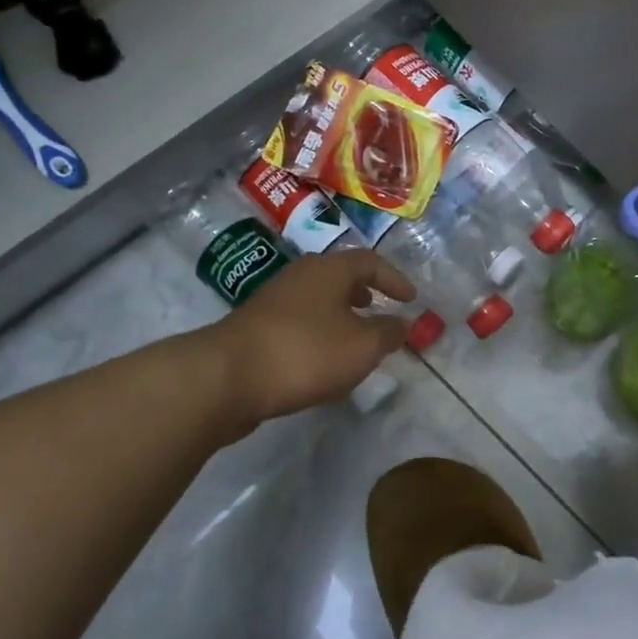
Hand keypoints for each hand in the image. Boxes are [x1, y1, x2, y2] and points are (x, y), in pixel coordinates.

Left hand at [217, 249, 415, 420]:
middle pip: (339, 277)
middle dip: (364, 293)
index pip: (370, 261)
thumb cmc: (305, 352)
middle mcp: (300, 276)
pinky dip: (319, 336)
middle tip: (380, 309)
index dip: (394, 279)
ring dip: (340, 316)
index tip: (411, 299)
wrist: (226, 378)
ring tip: (355, 340)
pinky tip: (323, 364)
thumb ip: (389, 333)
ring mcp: (273, 301)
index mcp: (329, 270)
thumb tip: (404, 323)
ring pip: (317, 301)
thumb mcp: (362, 346)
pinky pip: (299, 324)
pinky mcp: (256, 329)